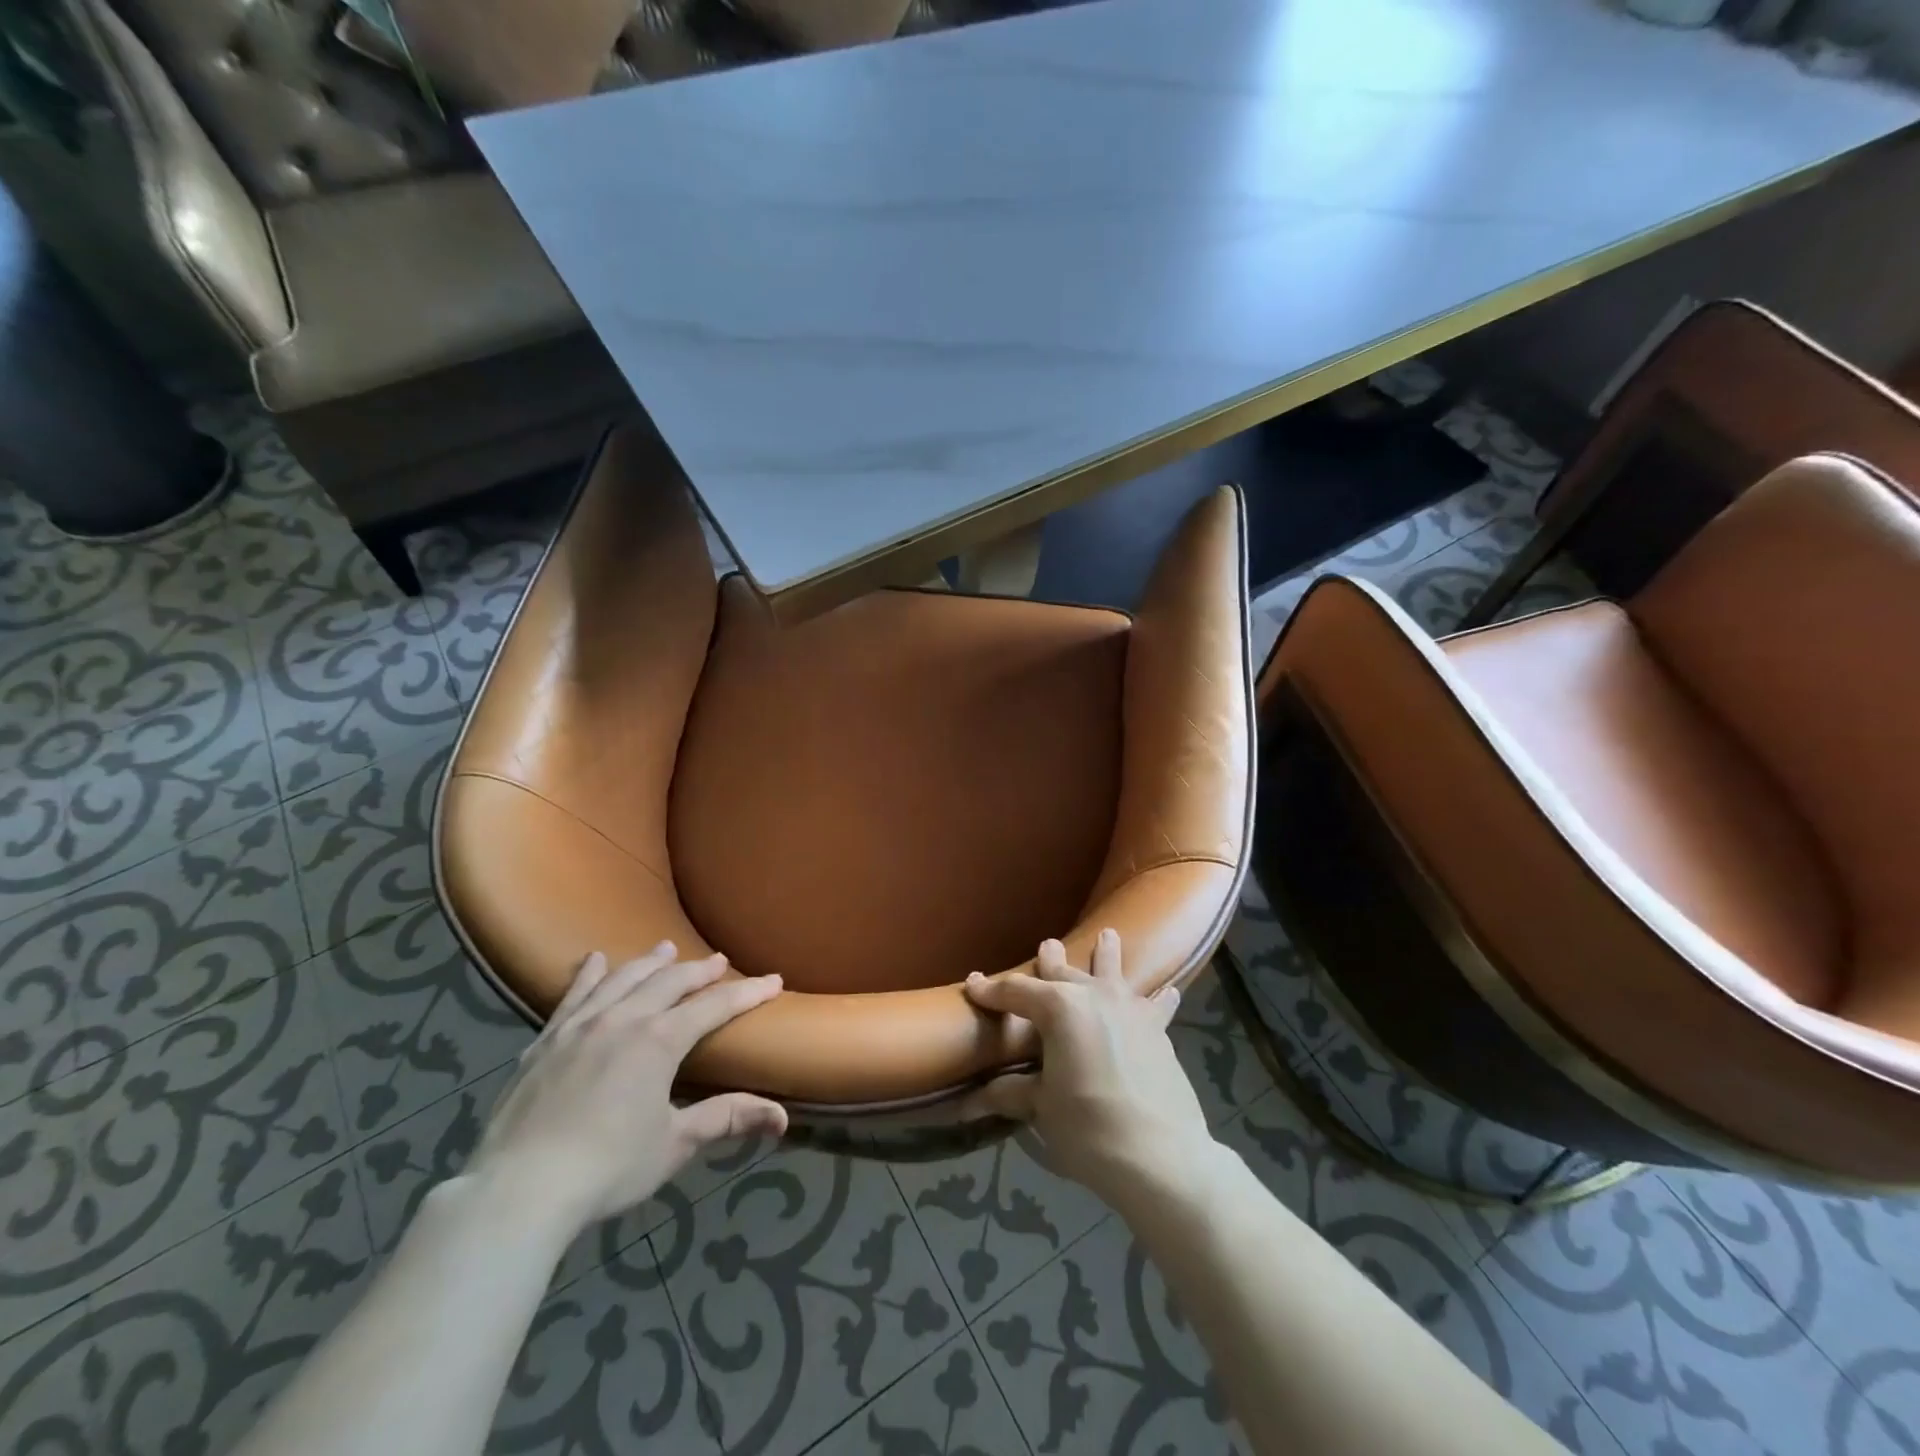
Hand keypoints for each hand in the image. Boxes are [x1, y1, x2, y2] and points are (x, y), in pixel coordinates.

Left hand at [465, 943, 785, 1238]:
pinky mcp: (545, 1042)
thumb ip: (726, 1118)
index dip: (747, 993)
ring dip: (649, 962)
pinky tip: (594, 960)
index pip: (714, 1006)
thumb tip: (782, 1117)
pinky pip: (573, 996)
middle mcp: (623, 1019)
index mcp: (660, 1040)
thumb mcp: (674, 1144)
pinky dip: (588, 975)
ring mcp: (580, 1026)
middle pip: (670, 982)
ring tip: (666, 949)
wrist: (518, 1191)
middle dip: (699, 971)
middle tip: (719, 961)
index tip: (773, 980)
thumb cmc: (607, 1168)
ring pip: (622, 979)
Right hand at [963, 929, 1211, 1206]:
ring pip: (1113, 971)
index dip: (990, 990)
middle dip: (1050, 960)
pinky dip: (1159, 997)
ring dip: (1107, 954)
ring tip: (1108, 934)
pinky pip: (1156, 1005)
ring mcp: (1129, 1008)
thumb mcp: (1042, 1109)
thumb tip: (971, 1099)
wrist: (1160, 1155)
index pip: (1015, 991)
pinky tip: (1170, 990)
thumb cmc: (1088, 1128)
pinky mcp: (1157, 1030)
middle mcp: (1093, 995)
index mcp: (1058, 1008)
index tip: (972, 984)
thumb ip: (1011, 1093)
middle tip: (1045, 945)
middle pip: (1064, 972)